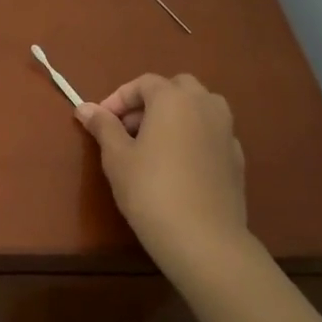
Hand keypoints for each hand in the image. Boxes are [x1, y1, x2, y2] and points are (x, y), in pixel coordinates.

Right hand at [76, 75, 251, 270]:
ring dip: (176, 116)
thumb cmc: (150, 189)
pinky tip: (177, 165)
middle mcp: (205, 106)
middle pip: (177, 88)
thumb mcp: (116, 157)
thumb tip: (84, 108)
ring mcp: (227, 131)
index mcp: (174, 99)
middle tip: (128, 128)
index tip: (101, 121)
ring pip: (200, 108)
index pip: (144, 83)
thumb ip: (103, 126)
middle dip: (151, 101)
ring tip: (153, 144)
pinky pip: (211, 134)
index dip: (119, 98)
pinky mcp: (237, 158)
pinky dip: (192, 137)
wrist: (203, 237)